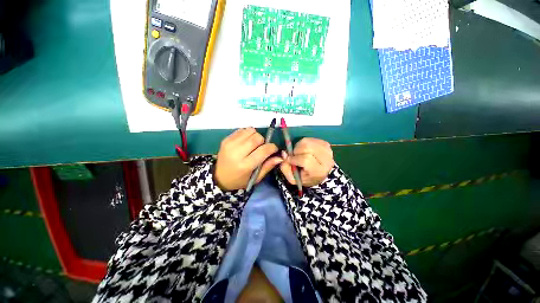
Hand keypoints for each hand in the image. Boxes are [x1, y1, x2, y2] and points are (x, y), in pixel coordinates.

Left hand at [215, 128, 281, 190]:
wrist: (220, 177)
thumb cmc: (240, 180)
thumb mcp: (256, 178)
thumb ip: (268, 166)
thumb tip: (280, 157)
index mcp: (245, 165)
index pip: (264, 150)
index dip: (272, 147)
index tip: (274, 149)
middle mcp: (237, 153)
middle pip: (257, 137)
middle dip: (263, 141)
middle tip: (261, 148)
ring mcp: (230, 144)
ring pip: (250, 130)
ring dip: (255, 136)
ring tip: (252, 145)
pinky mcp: (226, 139)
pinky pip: (242, 129)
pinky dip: (247, 134)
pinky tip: (245, 142)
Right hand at [280, 138, 334, 186]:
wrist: (321, 174)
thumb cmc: (306, 177)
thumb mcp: (293, 178)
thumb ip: (285, 168)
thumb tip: (284, 153)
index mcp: (319, 171)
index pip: (306, 160)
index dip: (295, 158)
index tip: (289, 160)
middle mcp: (326, 160)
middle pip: (307, 148)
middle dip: (297, 150)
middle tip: (295, 155)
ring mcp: (327, 150)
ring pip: (308, 142)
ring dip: (299, 146)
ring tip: (299, 152)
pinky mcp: (326, 144)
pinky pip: (310, 139)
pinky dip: (304, 143)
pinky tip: (305, 149)